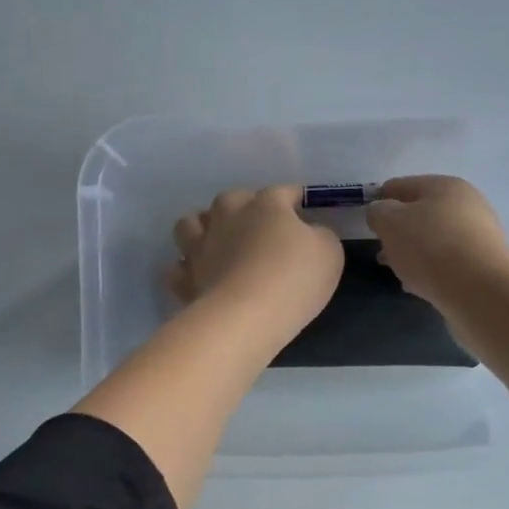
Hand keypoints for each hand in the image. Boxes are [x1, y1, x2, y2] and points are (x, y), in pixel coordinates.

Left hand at [170, 187, 342, 339]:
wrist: (246, 316)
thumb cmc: (294, 278)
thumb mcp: (329, 253)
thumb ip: (320, 236)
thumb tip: (310, 233)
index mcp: (266, 205)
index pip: (281, 191)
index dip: (293, 197)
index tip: (301, 205)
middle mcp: (228, 216)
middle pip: (230, 199)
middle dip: (242, 207)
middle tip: (257, 226)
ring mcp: (201, 246)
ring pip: (190, 223)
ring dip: (202, 227)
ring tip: (217, 240)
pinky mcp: (186, 278)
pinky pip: (178, 267)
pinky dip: (187, 268)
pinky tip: (199, 275)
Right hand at [366, 175, 508, 307]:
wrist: (481, 291)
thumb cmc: (430, 247)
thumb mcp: (390, 223)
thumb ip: (378, 212)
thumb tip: (381, 211)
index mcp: (444, 186)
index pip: (402, 185)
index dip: (381, 199)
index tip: (367, 219)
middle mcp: (466, 205)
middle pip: (421, 213)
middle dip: (398, 230)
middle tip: (380, 249)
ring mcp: (478, 236)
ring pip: (434, 239)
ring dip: (413, 251)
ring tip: (396, 270)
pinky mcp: (484, 265)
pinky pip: (448, 262)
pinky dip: (430, 269)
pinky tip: (417, 284)